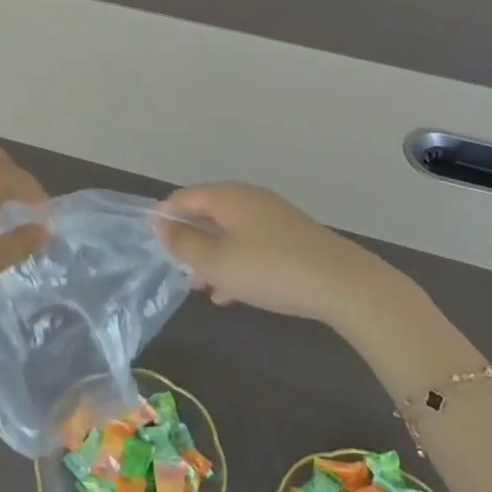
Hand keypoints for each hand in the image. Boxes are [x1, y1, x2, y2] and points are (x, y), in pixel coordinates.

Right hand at [153, 183, 389, 322]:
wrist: (341, 283)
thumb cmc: (269, 269)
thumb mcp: (217, 262)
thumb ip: (184, 243)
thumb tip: (160, 223)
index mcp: (227, 196)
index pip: (184, 197)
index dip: (164, 216)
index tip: (150, 242)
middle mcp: (248, 199)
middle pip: (207, 213)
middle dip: (189, 240)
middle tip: (175, 268)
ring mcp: (272, 217)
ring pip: (229, 232)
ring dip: (211, 256)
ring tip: (199, 287)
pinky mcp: (289, 237)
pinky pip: (250, 244)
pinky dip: (235, 263)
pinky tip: (231, 295)